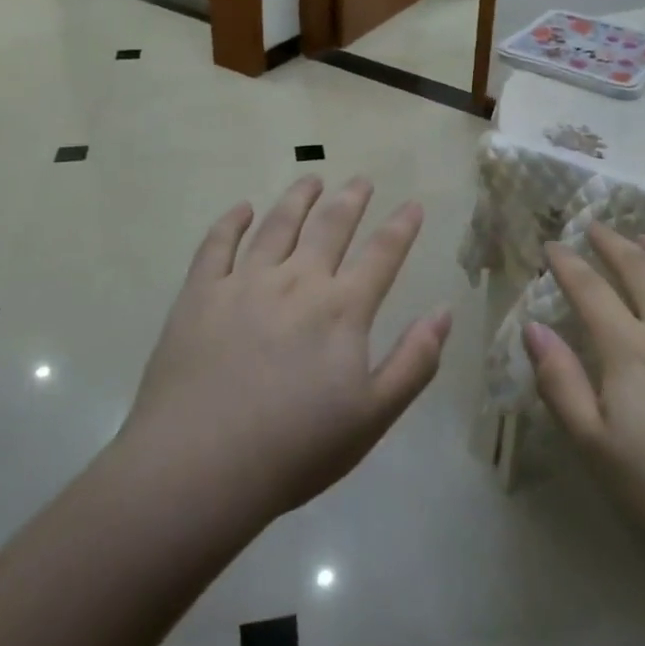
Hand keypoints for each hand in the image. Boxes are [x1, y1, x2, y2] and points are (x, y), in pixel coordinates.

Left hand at [121, 177, 451, 521]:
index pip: (382, 254)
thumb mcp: (373, 417)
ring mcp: (244, 283)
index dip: (401, 227)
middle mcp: (297, 281)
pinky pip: (217, 244)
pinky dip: (232, 221)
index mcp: (342, 309)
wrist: (200, 466)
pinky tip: (242, 209)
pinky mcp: (200, 294)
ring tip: (311, 179)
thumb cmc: (295, 449)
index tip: (413, 205)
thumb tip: (444, 312)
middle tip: (361, 180)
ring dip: (298, 198)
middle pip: (330, 226)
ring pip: (278, 224)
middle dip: (351, 199)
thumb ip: (414, 361)